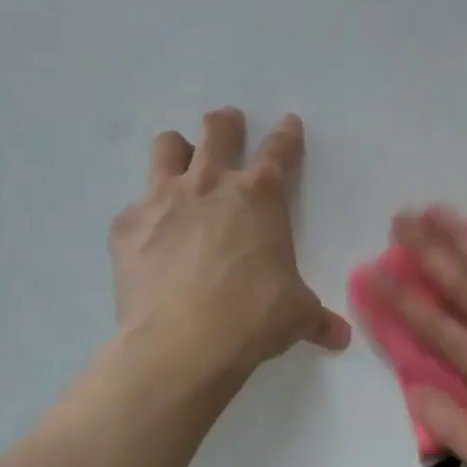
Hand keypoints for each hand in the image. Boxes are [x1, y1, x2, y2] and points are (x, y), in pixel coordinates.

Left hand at [109, 108, 350, 380]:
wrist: (182, 343)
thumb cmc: (254, 317)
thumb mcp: (296, 314)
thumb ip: (317, 318)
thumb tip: (340, 337)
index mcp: (261, 196)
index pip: (280, 150)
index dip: (287, 134)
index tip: (289, 123)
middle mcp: (211, 184)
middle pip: (218, 129)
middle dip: (226, 123)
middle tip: (229, 126)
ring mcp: (163, 199)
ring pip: (167, 146)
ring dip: (178, 150)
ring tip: (182, 166)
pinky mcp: (126, 225)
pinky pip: (135, 205)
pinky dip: (146, 215)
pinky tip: (151, 239)